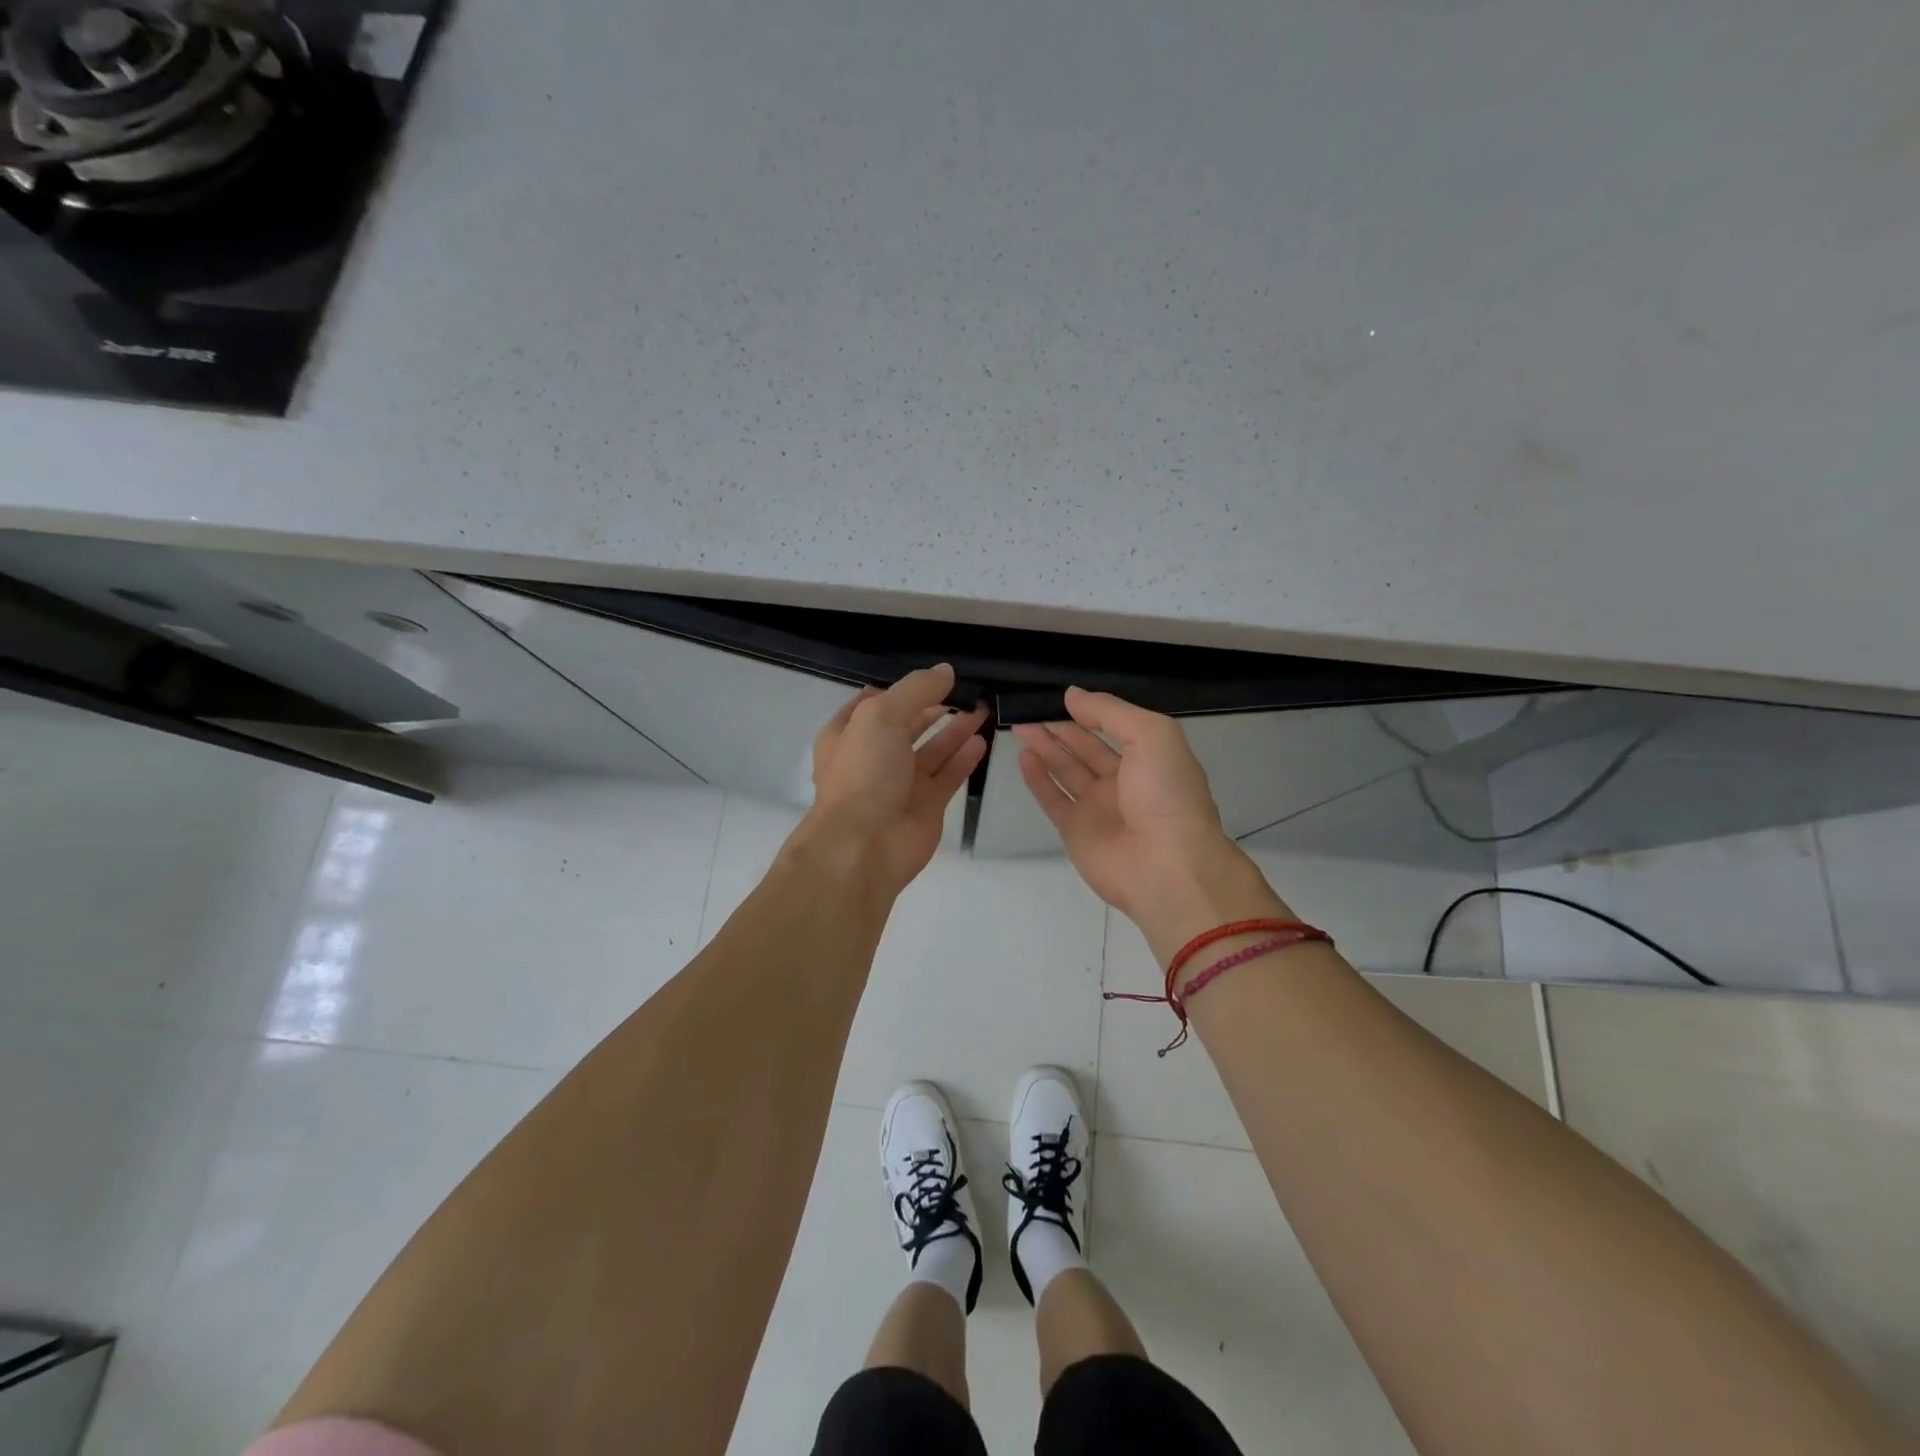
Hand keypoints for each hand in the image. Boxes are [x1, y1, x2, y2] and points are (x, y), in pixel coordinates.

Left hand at [799, 664, 988, 893]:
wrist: (864, 846)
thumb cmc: (864, 773)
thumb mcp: (881, 716)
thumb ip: (915, 690)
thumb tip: (946, 671)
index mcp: (848, 733)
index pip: (876, 701)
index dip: (903, 688)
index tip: (934, 675)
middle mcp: (873, 756)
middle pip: (908, 724)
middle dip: (936, 706)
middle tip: (969, 689)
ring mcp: (900, 783)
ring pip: (932, 749)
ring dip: (956, 729)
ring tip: (982, 708)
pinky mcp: (926, 805)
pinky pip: (948, 775)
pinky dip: (964, 757)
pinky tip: (982, 740)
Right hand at [1013, 688, 1286, 963]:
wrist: (1167, 866)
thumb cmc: (1166, 793)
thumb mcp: (1151, 735)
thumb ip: (1110, 712)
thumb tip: (1072, 695)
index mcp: (1150, 757)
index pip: (1114, 727)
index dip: (1088, 711)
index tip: (1060, 696)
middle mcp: (1124, 781)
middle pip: (1085, 748)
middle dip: (1060, 728)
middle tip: (1030, 709)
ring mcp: (1098, 808)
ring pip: (1066, 770)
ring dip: (1045, 748)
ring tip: (1021, 726)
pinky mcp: (1076, 831)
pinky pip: (1053, 799)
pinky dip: (1038, 779)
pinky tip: (1024, 757)